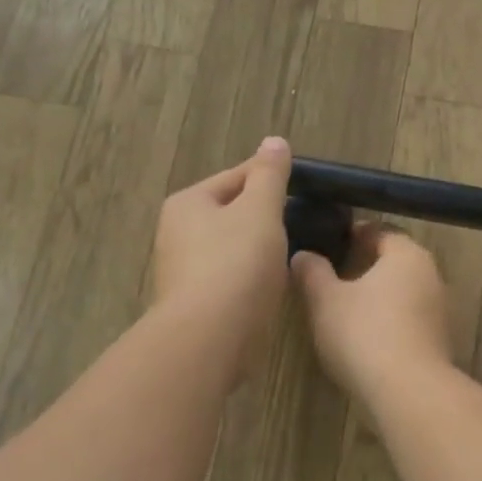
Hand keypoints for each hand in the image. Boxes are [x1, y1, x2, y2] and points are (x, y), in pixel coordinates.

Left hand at [152, 137, 293, 346]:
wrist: (208, 339)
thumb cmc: (235, 263)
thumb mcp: (260, 210)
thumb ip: (270, 175)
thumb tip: (274, 141)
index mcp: (188, 203)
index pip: (236, 177)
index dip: (271, 178)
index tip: (304, 186)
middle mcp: (177, 232)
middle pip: (232, 212)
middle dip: (264, 216)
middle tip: (303, 221)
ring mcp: (183, 270)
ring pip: (232, 247)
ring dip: (258, 248)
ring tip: (293, 252)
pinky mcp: (194, 303)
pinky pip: (230, 278)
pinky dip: (250, 277)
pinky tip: (272, 285)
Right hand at [291, 225, 451, 399]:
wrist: (409, 394)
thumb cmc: (364, 333)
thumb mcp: (325, 300)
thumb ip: (312, 272)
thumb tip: (303, 254)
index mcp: (407, 253)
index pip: (379, 230)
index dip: (351, 234)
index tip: (326, 245)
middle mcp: (430, 274)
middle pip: (392, 261)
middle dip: (362, 266)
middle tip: (329, 276)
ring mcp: (438, 310)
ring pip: (400, 291)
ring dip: (375, 296)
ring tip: (341, 308)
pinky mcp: (437, 342)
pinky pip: (407, 319)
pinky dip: (387, 321)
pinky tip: (363, 338)